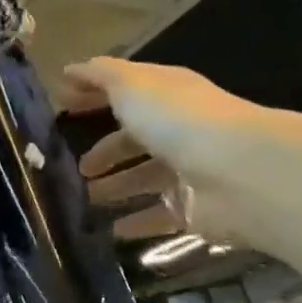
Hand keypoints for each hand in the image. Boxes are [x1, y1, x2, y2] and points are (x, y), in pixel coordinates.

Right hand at [60, 57, 262, 243]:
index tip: (63, 106)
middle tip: (76, 167)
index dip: (93, 96)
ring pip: (144, 179)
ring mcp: (188, 171)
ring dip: (116, 188)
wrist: (238, 172)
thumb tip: (70, 70)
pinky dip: (136, 224)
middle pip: (135, 140)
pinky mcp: (195, 210)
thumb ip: (100, 76)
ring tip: (85, 199)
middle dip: (105, 151)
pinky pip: (159, 217)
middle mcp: (179, 130)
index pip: (125, 91)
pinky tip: (111, 231)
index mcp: (166, 95)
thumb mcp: (131, 86)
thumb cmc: (178, 120)